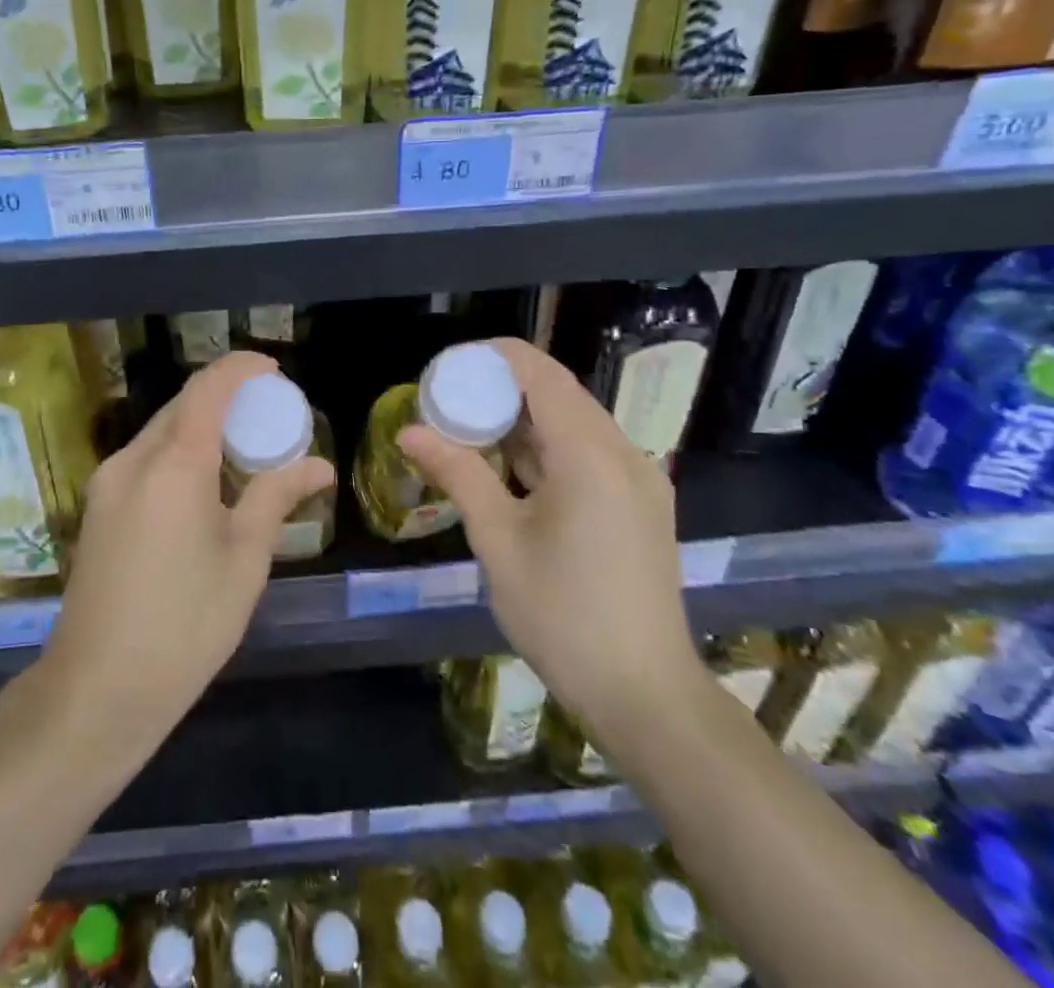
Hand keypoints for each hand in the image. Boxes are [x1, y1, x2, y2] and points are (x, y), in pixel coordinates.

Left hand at [42, 350, 334, 755]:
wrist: (97, 689)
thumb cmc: (185, 625)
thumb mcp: (244, 560)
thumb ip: (276, 498)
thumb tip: (319, 465)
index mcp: (174, 464)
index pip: (208, 388)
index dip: (241, 368)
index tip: (273, 371)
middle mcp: (133, 459)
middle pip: (182, 405)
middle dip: (225, 398)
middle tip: (267, 418)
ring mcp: (107, 482)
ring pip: (160, 431)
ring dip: (200, 426)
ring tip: (241, 452)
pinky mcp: (97, 507)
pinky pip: (144, 458)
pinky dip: (178, 452)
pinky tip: (202, 485)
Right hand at [397, 337, 701, 746]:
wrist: (645, 695)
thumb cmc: (562, 615)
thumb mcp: (498, 541)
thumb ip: (457, 473)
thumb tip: (408, 431)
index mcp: (591, 454)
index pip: (541, 374)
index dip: (495, 357)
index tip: (449, 365)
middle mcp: (624, 453)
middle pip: (560, 394)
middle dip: (503, 387)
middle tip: (450, 400)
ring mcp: (640, 480)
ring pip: (576, 423)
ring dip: (525, 418)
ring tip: (471, 428)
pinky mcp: (642, 504)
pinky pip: (590, 452)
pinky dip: (548, 446)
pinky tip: (512, 467)